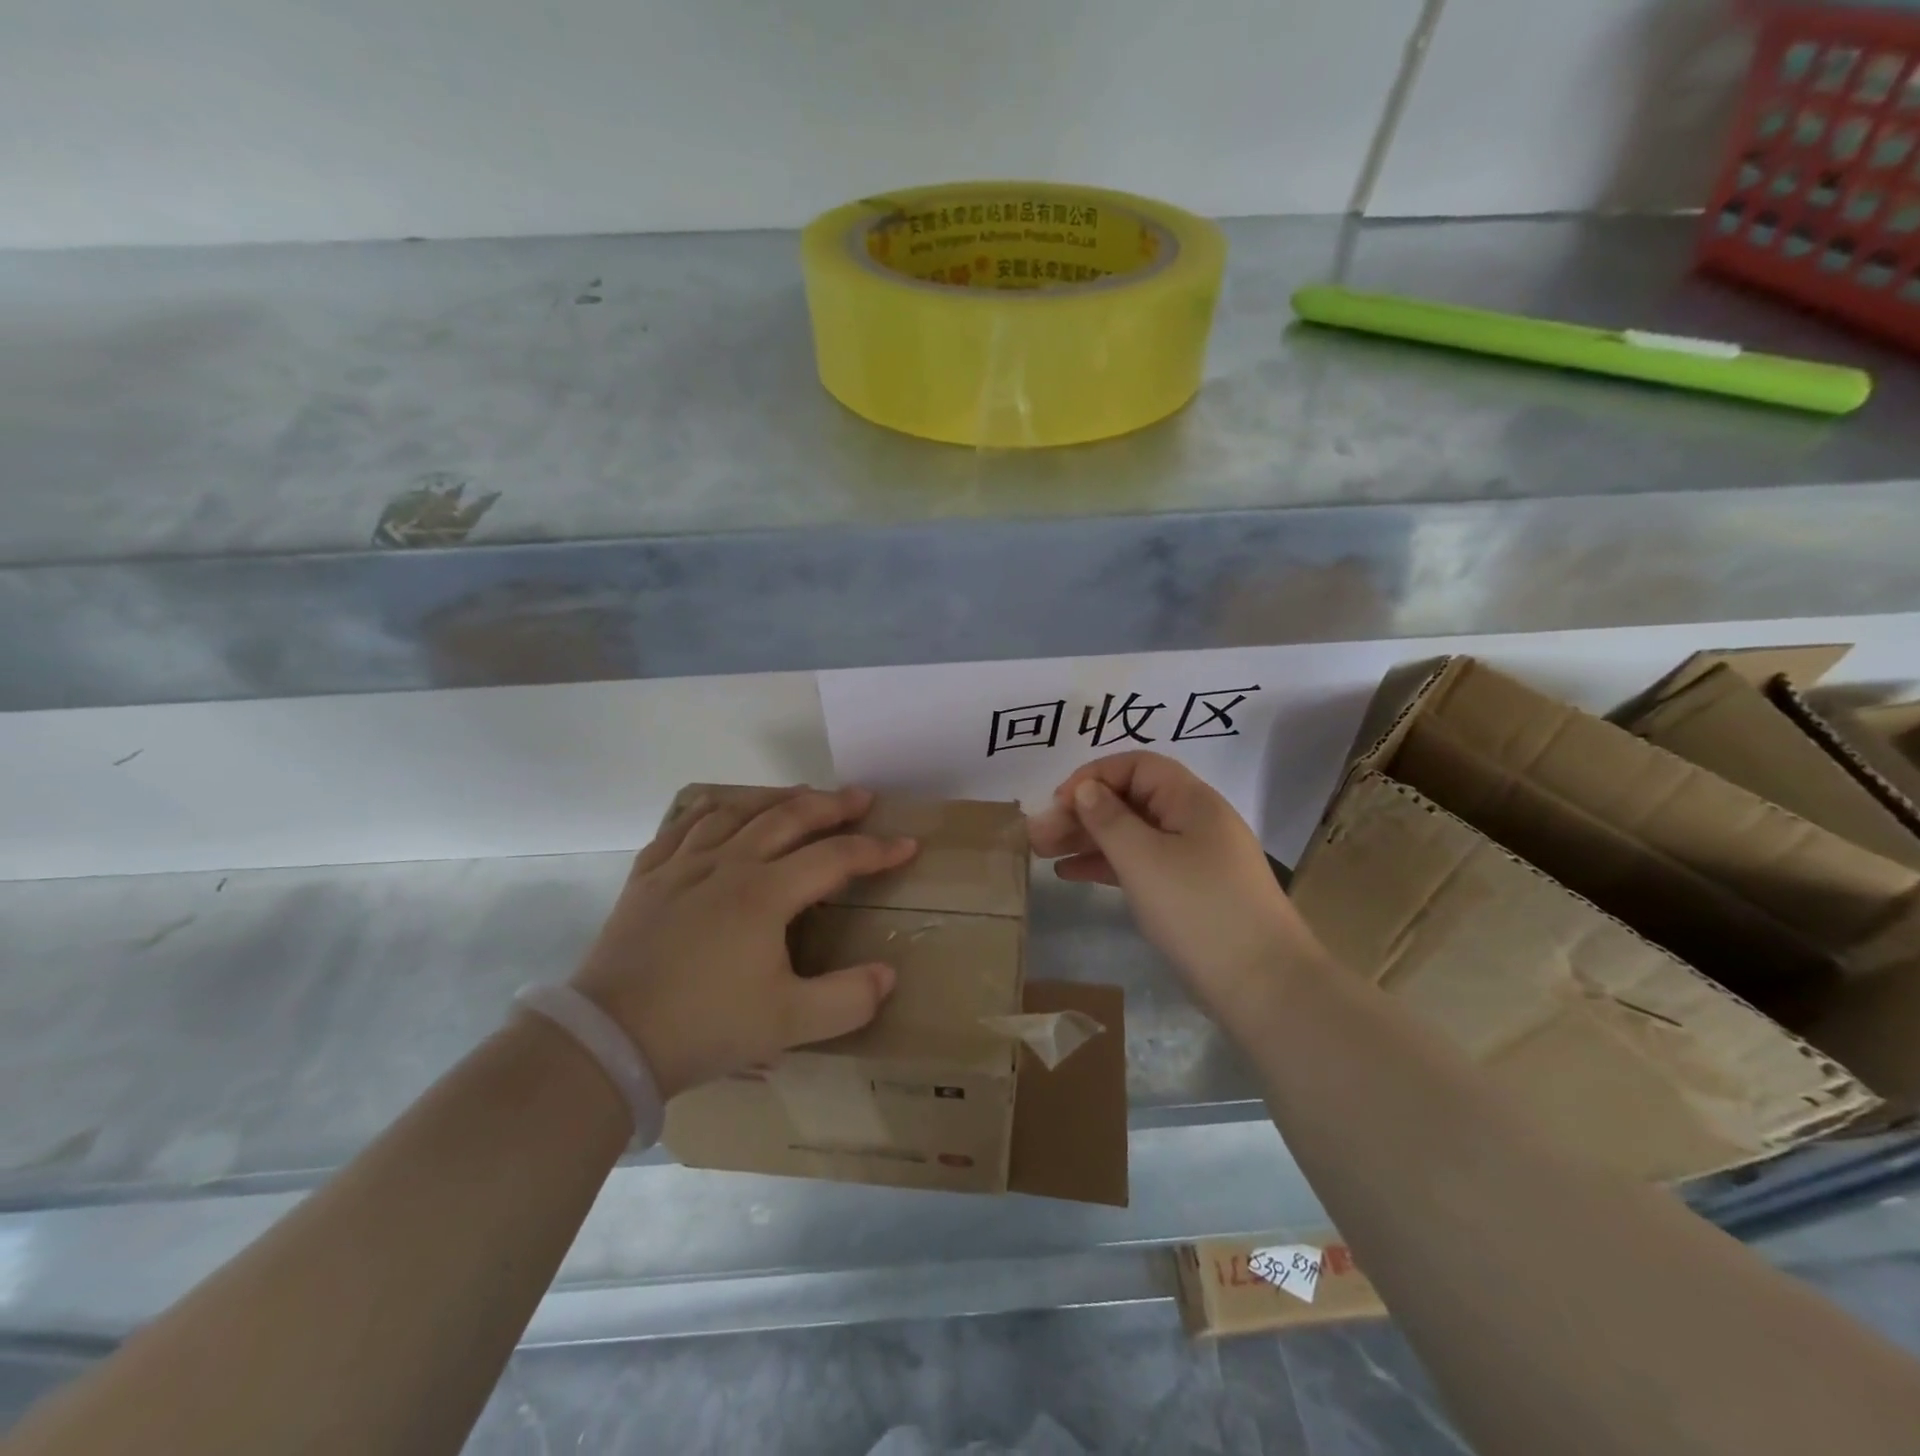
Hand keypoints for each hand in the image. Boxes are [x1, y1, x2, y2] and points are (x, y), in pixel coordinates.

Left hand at [569, 786, 917, 1098]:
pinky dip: (710, 811)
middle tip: (860, 798)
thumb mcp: (788, 1023)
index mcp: (765, 894)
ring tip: (797, 796)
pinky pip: (682, 827)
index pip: (834, 858)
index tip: (907, 844)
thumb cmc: (704, 1026)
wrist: (609, 1041)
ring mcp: (682, 866)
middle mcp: (727, 865)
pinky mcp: (647, 878)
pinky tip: (719, 813)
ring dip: (774, 799)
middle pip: (787, 818)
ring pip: (735, 812)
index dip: (876, 850)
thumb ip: (849, 1000)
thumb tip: (888, 974)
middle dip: (830, 805)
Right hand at [1028, 752, 1308, 1015]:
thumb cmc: (1198, 910)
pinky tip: (1072, 874)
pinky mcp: (1189, 891)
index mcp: (1191, 800)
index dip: (1093, 777)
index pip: (1136, 766)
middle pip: (1130, 800)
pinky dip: (1107, 865)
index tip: (1058, 803)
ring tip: (1043, 853)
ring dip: (1088, 839)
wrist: (1264, 986)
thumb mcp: (1144, 859)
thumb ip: (1109, 819)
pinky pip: (1141, 864)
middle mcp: (1194, 821)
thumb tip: (1086, 789)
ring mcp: (1194, 858)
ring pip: (1132, 834)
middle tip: (1038, 835)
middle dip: (1082, 812)